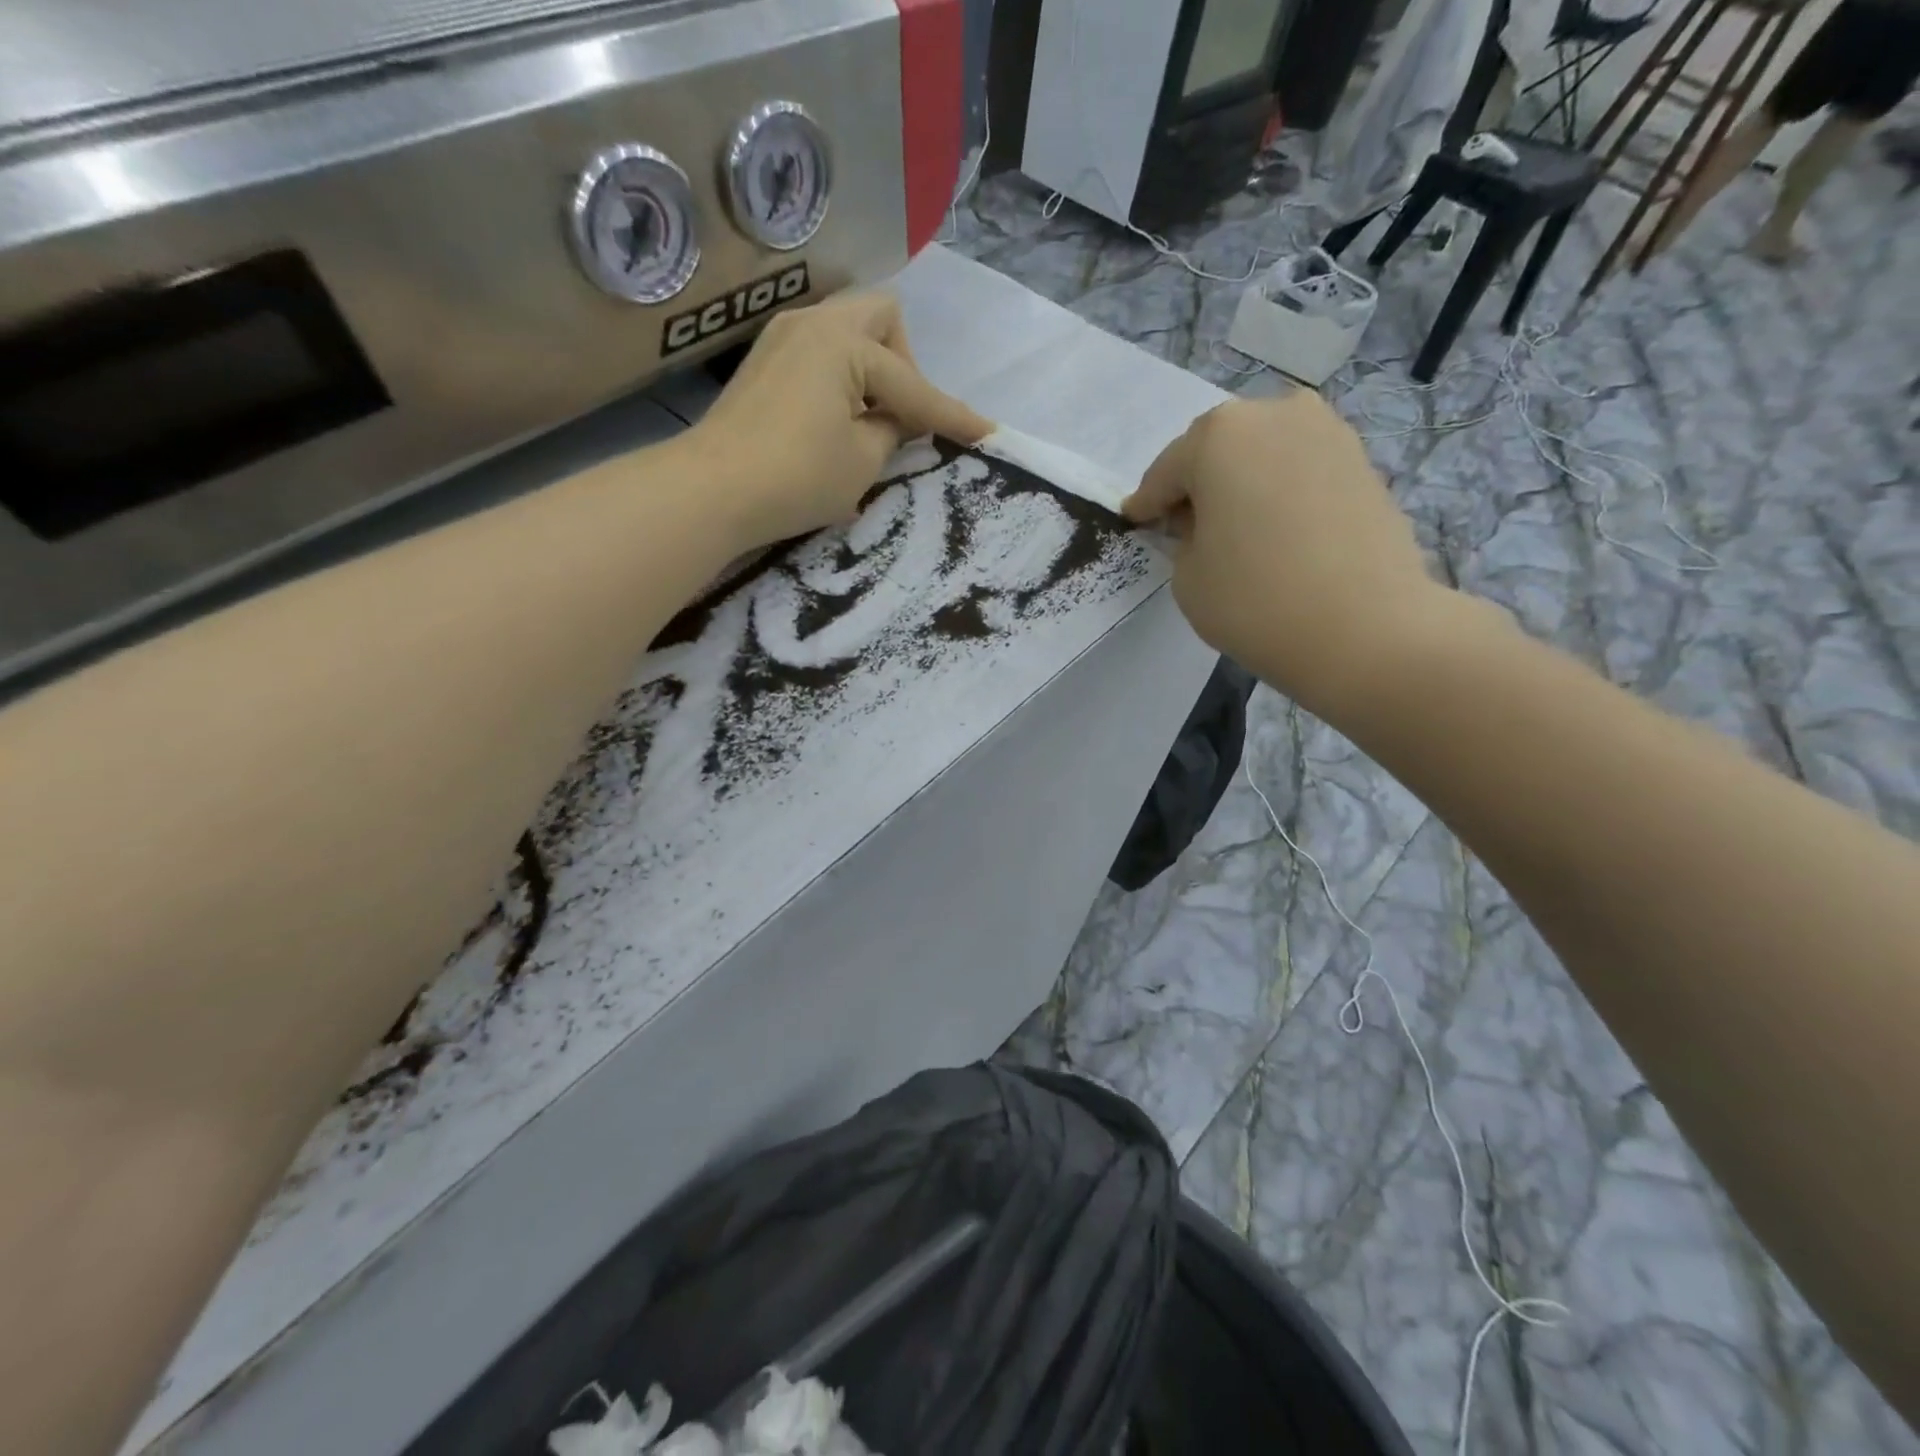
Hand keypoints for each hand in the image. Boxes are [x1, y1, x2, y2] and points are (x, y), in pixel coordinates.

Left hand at [685, 291, 991, 547]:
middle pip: (881, 318)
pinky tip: (837, 420)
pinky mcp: (763, 363)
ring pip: (848, 332)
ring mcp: (782, 338)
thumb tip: (896, 419)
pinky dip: (842, 378)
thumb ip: (893, 431)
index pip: (913, 385)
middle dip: (905, 364)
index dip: (952, 415)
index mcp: (844, 342)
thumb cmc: (796, 476)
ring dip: (872, 370)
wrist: (710, 490)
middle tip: (901, 416)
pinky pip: (821, 353)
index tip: (987, 434)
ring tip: (870, 422)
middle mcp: (813, 323)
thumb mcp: (862, 460)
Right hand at [1123, 392, 1446, 716]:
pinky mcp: (1361, 460)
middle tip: (1186, 527)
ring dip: (1241, 484)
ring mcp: (1326, 432)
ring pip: (1262, 454)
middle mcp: (1274, 414)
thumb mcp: (1187, 576)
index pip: (1166, 472)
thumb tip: (1205, 525)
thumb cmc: (1256, 601)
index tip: (1136, 521)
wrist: (1366, 629)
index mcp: (1217, 436)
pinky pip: (1299, 469)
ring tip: (1235, 530)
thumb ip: (1183, 539)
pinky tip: (1276, 531)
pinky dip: (1279, 492)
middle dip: (1197, 485)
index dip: (1148, 504)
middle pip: (1216, 450)